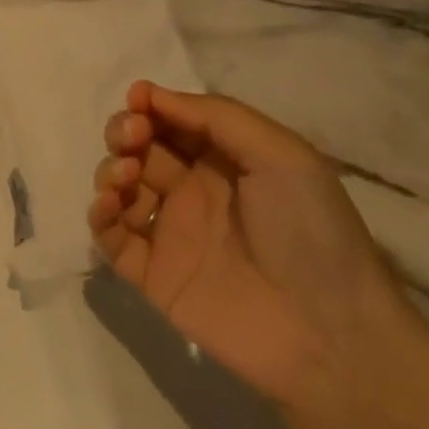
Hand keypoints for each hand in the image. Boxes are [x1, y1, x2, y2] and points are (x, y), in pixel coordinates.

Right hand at [88, 80, 415, 414]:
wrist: (328, 334)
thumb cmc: (310, 231)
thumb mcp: (281, 154)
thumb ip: (216, 116)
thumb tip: (150, 94)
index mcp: (225, 160)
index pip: (173, 121)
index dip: (150, 105)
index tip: (137, 100)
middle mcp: (193, 191)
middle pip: (140, 148)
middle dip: (125, 132)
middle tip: (132, 138)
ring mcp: (170, 233)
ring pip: (120, 187)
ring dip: (111, 169)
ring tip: (126, 177)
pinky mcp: (152, 274)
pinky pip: (110, 237)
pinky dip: (99, 214)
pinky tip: (111, 205)